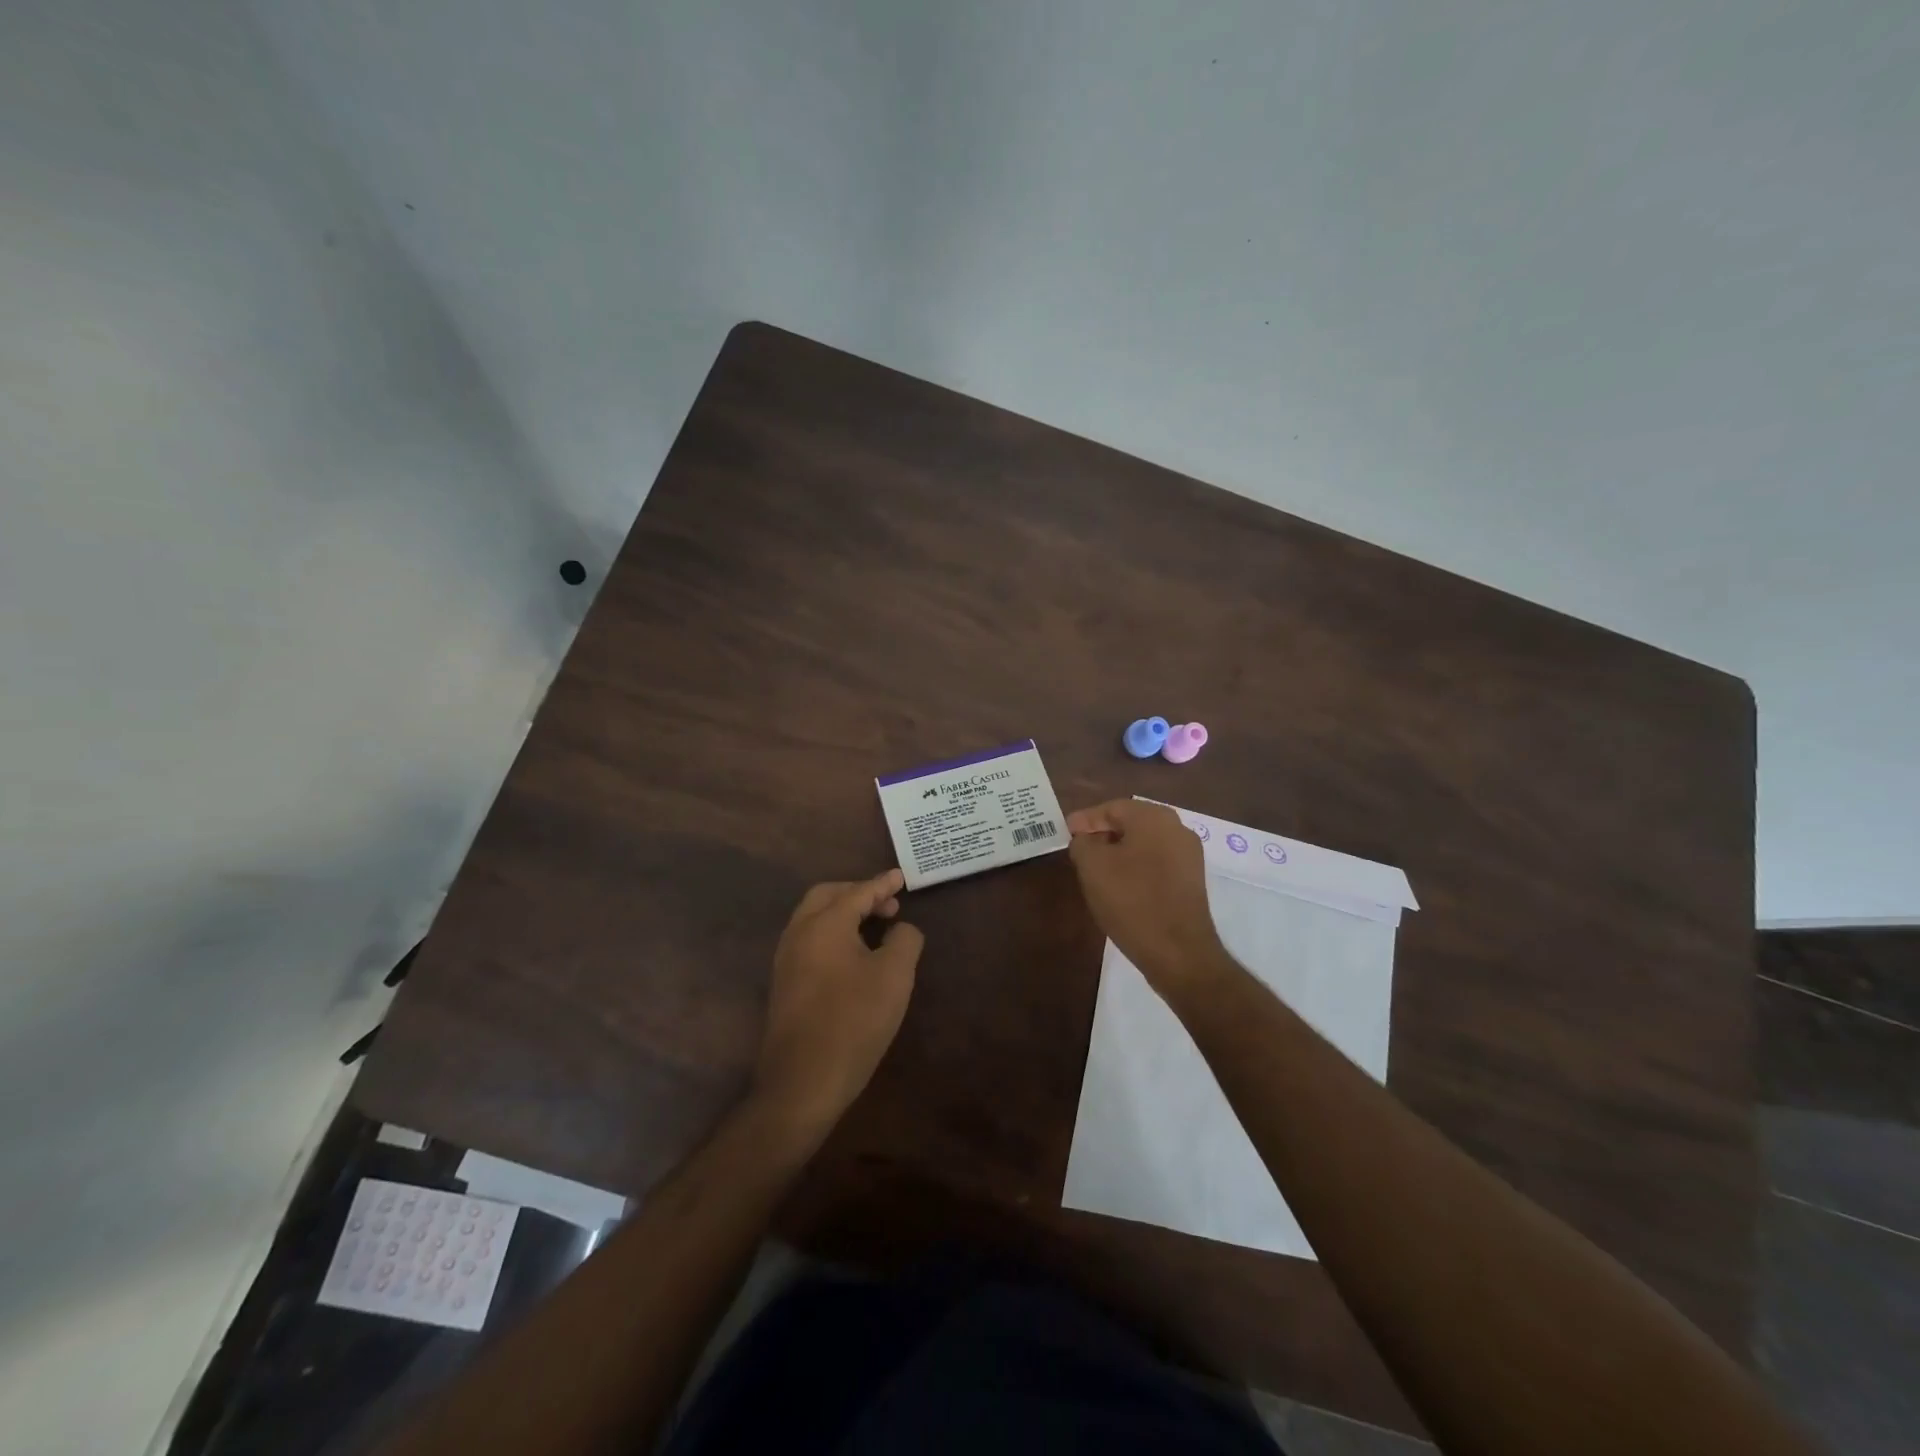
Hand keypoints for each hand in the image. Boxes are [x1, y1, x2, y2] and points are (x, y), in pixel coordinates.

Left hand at [752, 870, 923, 1141]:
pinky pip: (810, 941)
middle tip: (888, 904)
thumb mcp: (895, 976)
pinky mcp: (784, 984)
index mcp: (824, 923)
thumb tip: (901, 929)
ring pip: (814, 918)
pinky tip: (854, 955)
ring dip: (844, 913)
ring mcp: (786, 959)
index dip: (882, 884)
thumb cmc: (854, 1020)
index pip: (858, 892)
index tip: (901, 877)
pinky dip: (833, 934)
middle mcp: (799, 933)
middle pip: (827, 896)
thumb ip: (904, 940)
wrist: (803, 1081)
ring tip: (875, 927)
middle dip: (858, 893)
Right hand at [1067, 799, 1228, 998]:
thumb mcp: (1092, 867)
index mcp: (1153, 817)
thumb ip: (1082, 843)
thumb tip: (1085, 838)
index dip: (1085, 820)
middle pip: (1131, 822)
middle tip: (1079, 848)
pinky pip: (1157, 862)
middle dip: (1103, 833)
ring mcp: (1189, 855)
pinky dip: (1137, 867)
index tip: (1066, 832)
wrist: (1178, 952)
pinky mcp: (1192, 880)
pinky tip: (1122, 885)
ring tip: (1096, 868)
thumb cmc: (1131, 901)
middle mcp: (1177, 828)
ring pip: (1145, 843)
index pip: (1111, 808)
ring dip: (1120, 851)